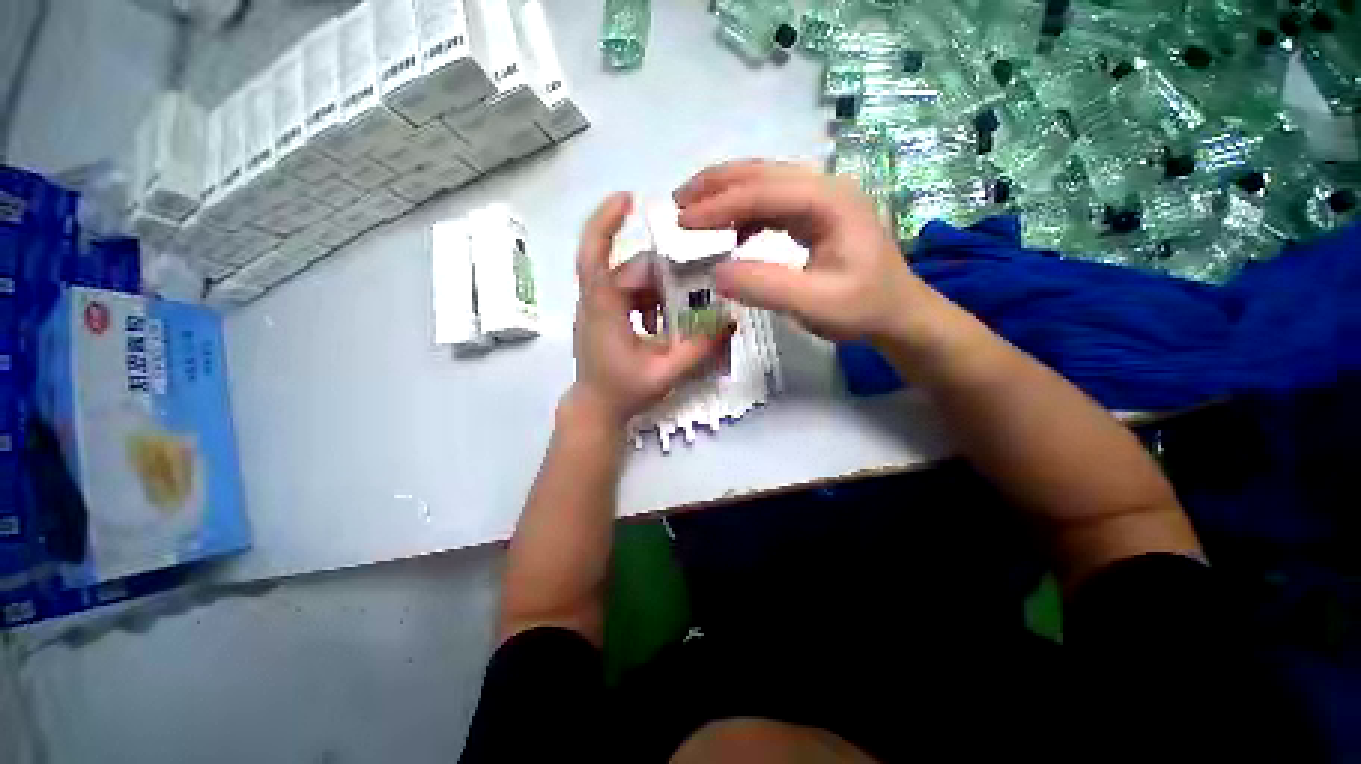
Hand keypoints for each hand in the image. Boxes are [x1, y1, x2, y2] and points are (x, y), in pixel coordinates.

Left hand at [567, 192, 732, 427]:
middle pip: (632, 270)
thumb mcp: (665, 374)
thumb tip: (730, 322)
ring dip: (660, 292)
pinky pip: (631, 295)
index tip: (628, 198)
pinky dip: (652, 302)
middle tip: (696, 290)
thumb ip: (699, 350)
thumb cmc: (623, 393)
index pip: (595, 257)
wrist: (595, 409)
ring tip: (681, 314)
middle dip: (665, 276)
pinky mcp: (605, 315)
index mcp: (603, 309)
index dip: (606, 223)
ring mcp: (598, 307)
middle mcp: (596, 301)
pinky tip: (664, 323)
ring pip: (633, 281)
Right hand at [674, 160, 944, 345]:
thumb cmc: (863, 309)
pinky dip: (744, 213)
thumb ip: (766, 287)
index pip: (763, 192)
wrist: (899, 314)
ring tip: (694, 212)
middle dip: (716, 186)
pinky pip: (772, 204)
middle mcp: (825, 188)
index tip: (682, 222)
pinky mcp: (816, 216)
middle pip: (762, 173)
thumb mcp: (816, 304)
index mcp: (829, 201)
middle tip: (678, 202)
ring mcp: (821, 200)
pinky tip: (732, 233)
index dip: (719, 206)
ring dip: (727, 195)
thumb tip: (717, 273)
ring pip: (765, 183)